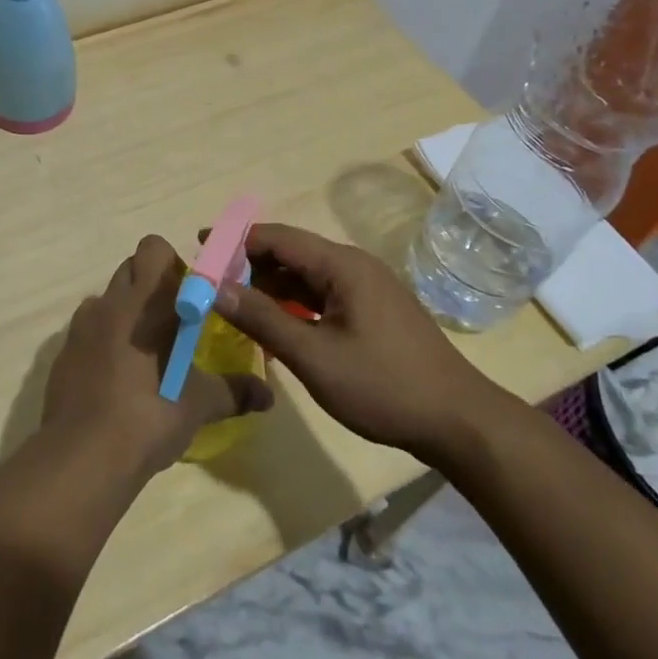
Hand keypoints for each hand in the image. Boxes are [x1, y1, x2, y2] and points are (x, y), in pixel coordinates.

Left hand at [41, 234, 274, 479]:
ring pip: (108, 299)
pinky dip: (104, 341)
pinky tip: (117, 379)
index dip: (173, 266)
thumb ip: (234, 392)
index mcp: (145, 301)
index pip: (154, 249)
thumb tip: (268, 396)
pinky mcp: (63, 353)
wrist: (81, 457)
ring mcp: (81, 326)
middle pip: (130, 269)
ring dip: (127, 313)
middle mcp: (110, 302)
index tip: (189, 298)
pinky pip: (89, 330)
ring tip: (145, 354)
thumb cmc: (148, 414)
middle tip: (173, 325)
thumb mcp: (198, 405)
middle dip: (152, 287)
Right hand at [210, 223, 509, 459]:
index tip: (199, 247)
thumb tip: (214, 288)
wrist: (457, 421)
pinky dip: (293, 303)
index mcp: (342, 265)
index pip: (277, 237)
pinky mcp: (372, 310)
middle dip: (249, 264)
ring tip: (233, 302)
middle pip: (291, 253)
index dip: (235, 240)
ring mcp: (366, 288)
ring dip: (270, 285)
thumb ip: (262, 318)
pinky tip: (274, 322)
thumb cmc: (383, 386)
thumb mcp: (314, 356)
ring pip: (306, 276)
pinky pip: (323, 295)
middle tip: (210, 283)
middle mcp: (354, 266)